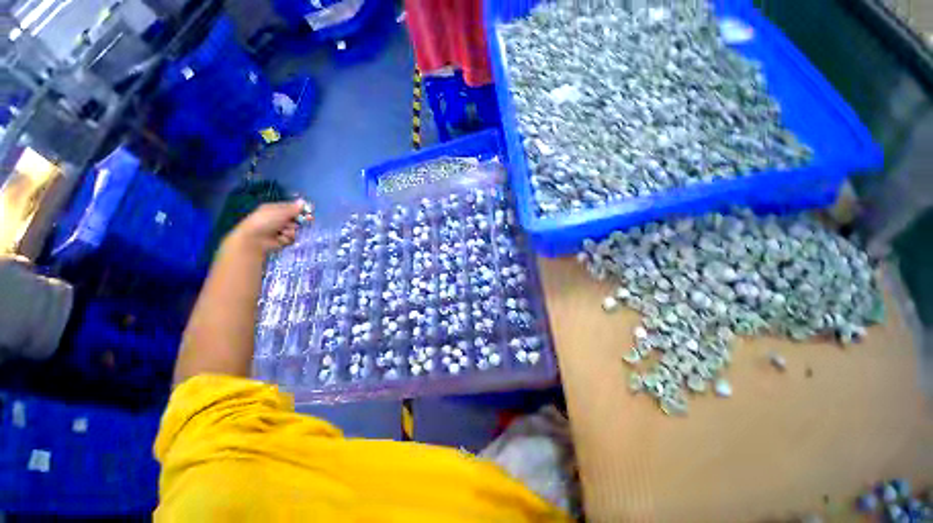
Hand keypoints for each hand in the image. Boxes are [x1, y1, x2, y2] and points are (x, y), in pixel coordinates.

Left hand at [224, 200, 310, 254]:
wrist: (255, 239)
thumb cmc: (266, 221)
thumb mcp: (280, 212)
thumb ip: (294, 208)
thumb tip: (303, 201)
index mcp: (275, 209)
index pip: (291, 208)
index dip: (301, 210)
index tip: (310, 212)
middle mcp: (278, 219)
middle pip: (295, 219)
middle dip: (300, 220)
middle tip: (309, 220)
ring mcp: (280, 230)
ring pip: (295, 229)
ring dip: (292, 230)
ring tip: (284, 231)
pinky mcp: (282, 240)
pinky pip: (292, 237)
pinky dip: (289, 237)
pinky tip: (282, 238)